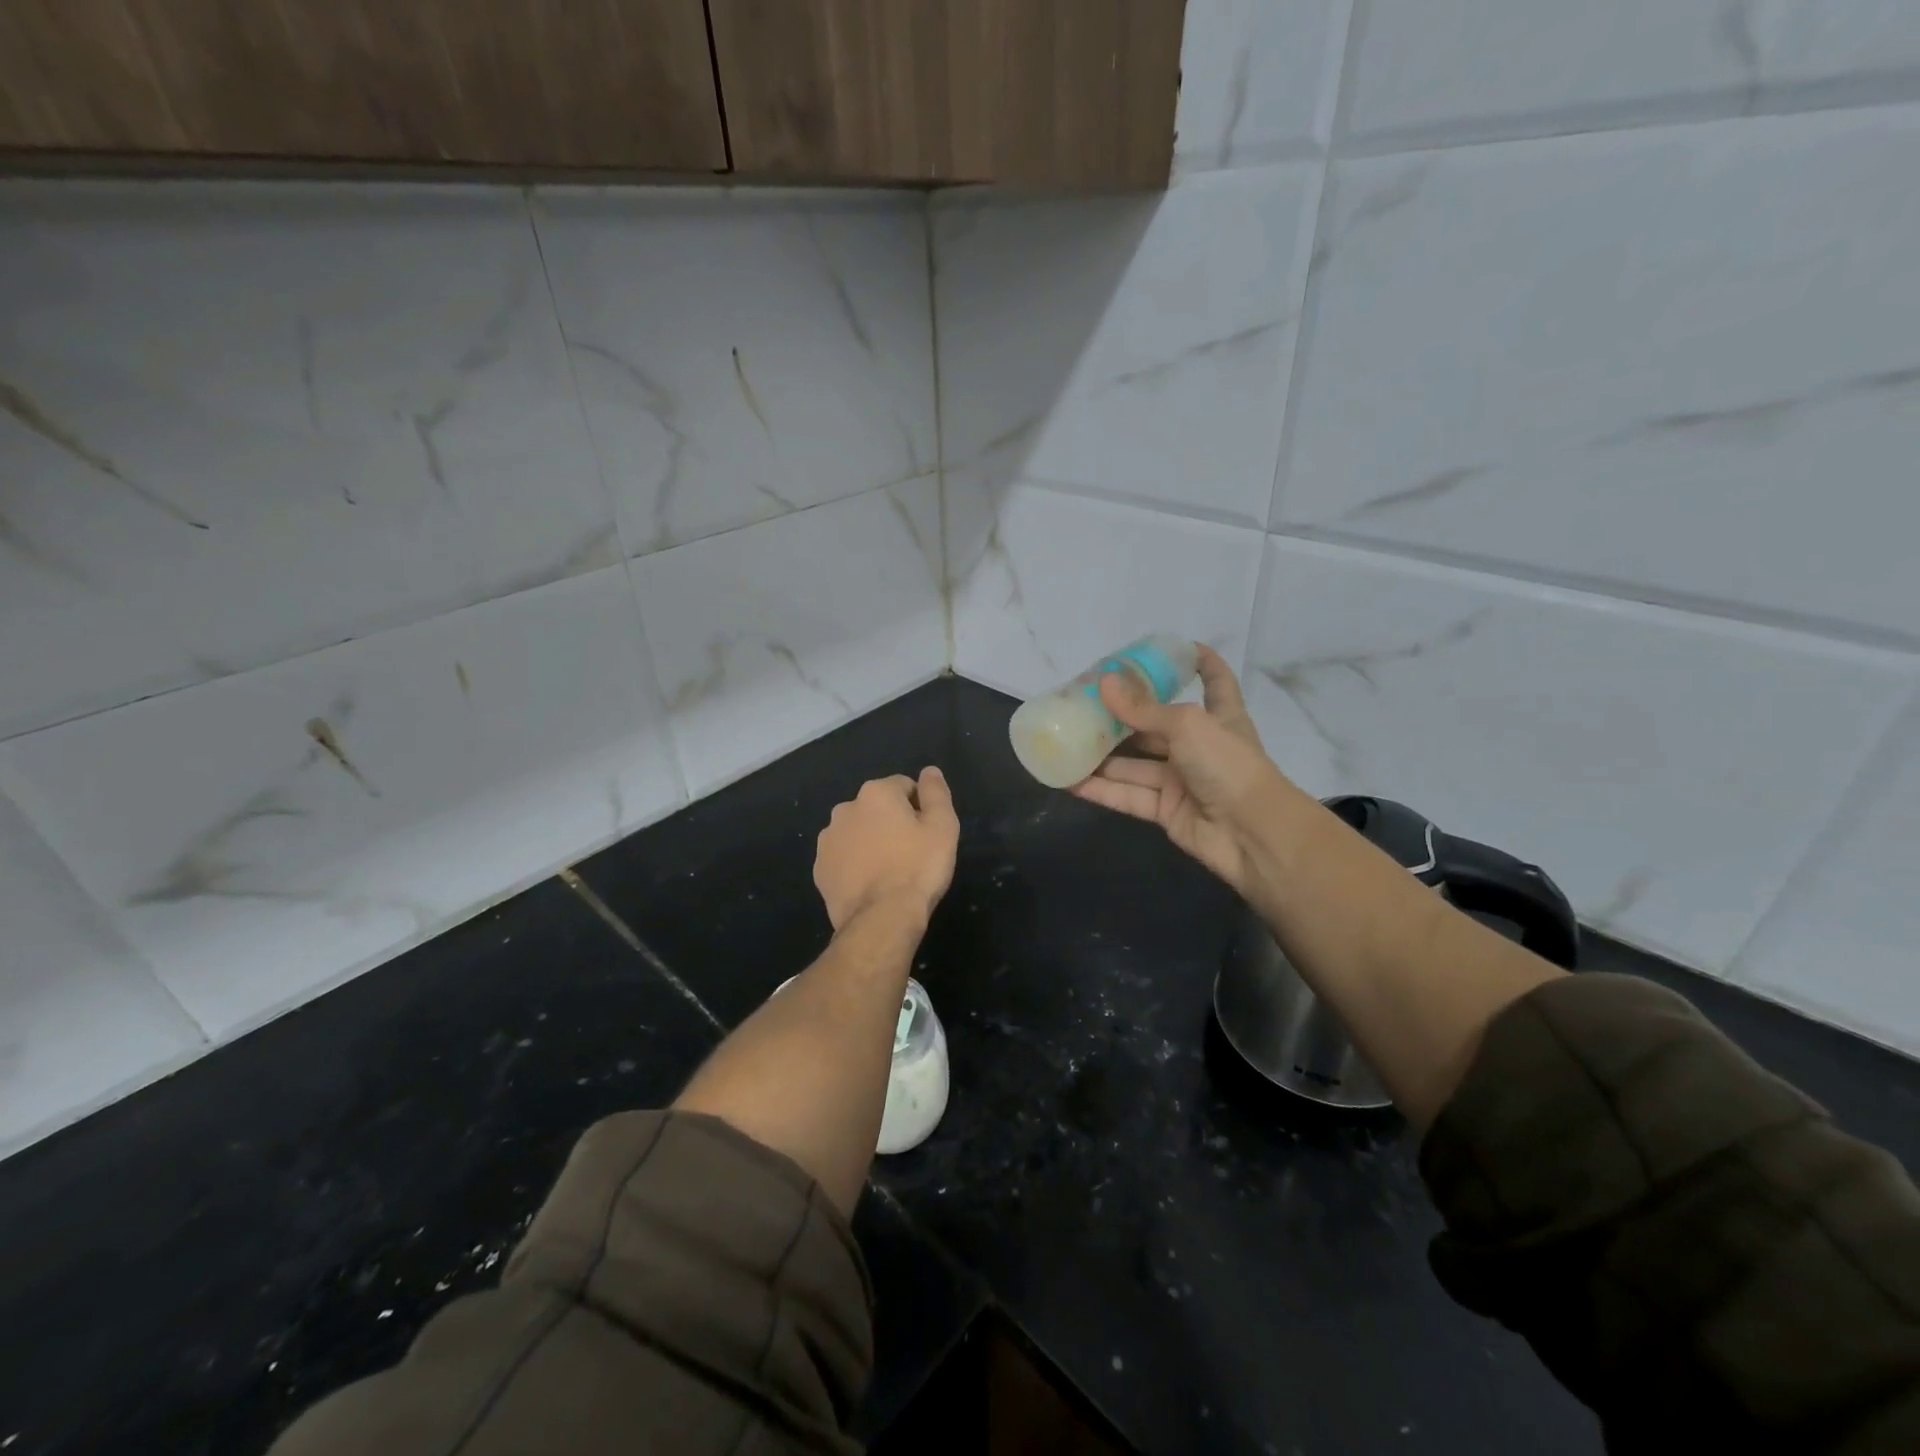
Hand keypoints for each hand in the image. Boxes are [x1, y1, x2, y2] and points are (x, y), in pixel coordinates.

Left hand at [815, 768, 959, 931]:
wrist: (881, 918)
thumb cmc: (918, 868)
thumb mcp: (942, 826)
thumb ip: (936, 792)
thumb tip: (929, 771)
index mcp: (876, 793)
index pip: (904, 787)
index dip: (919, 808)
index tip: (927, 833)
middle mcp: (845, 808)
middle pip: (877, 808)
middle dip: (891, 823)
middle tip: (910, 852)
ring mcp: (828, 840)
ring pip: (857, 832)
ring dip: (870, 842)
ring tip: (889, 871)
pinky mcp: (820, 869)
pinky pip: (843, 858)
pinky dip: (854, 864)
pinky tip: (870, 884)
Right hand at [1071, 646, 1285, 895]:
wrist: (1253, 834)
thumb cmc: (1228, 765)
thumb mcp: (1187, 725)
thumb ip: (1143, 709)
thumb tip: (1104, 682)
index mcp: (1218, 716)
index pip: (1215, 680)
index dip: (1201, 662)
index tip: (1179, 647)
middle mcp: (1198, 746)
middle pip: (1156, 725)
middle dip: (1123, 715)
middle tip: (1083, 701)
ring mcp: (1181, 780)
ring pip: (1134, 763)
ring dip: (1102, 755)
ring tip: (1064, 739)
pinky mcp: (1165, 810)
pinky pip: (1127, 795)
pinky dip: (1099, 789)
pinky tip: (1068, 779)